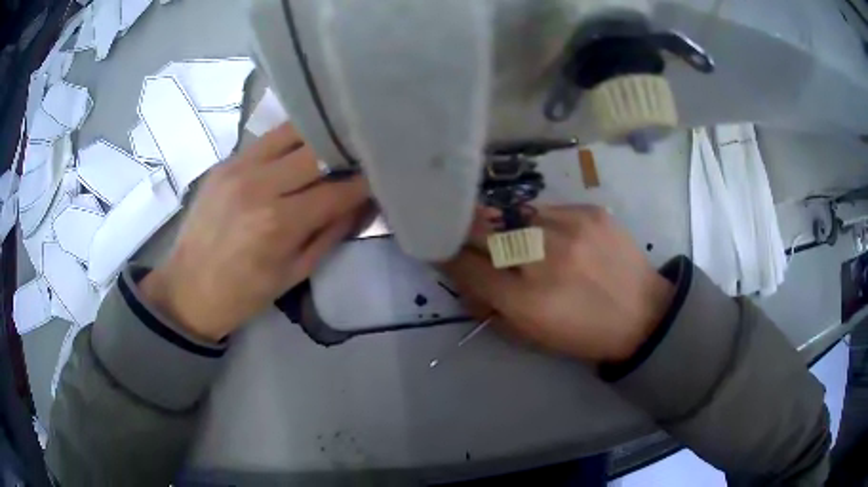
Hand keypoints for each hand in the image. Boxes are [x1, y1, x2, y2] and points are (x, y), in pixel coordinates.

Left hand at [140, 123, 368, 340]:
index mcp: (279, 223)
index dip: (364, 183)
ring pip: (291, 132)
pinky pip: (266, 140)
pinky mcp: (224, 162)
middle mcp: (259, 185)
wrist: (187, 289)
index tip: (380, 177)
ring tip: (334, 142)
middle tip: (361, 154)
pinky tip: (301, 148)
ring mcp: (238, 168)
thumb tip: (362, 205)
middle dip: (345, 151)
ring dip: (318, 136)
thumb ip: (331, 233)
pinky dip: (290, 140)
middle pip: (317, 150)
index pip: (337, 190)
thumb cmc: (244, 294)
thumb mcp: (294, 273)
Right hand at [440, 205, 673, 362]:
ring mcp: (568, 228)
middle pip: (481, 230)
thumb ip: (491, 309)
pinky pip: (547, 210)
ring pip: (513, 215)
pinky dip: (541, 224)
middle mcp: (543, 258)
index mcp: (526, 300)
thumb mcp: (533, 337)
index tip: (440, 248)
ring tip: (522, 241)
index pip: (466, 267)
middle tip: (464, 232)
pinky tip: (558, 238)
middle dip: (465, 231)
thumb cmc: (585, 334)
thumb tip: (466, 280)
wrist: (643, 314)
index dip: (446, 255)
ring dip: (507, 228)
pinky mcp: (589, 212)